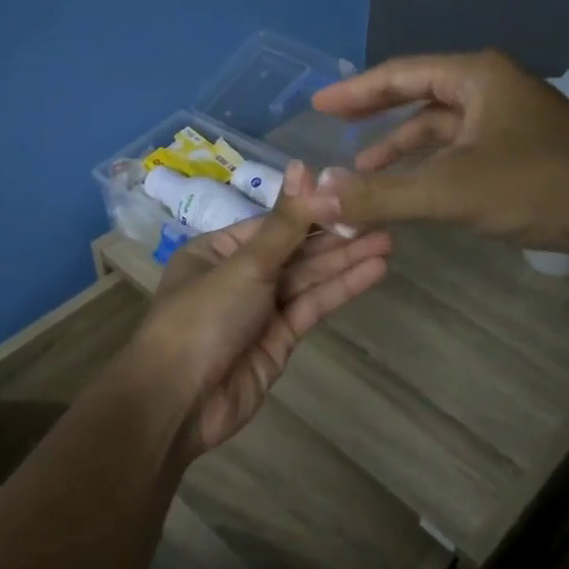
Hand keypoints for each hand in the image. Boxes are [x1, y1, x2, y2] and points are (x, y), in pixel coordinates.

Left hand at [134, 164, 391, 463]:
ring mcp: (260, 309)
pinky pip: (312, 306)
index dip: (312, 210)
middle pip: (294, 250)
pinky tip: (373, 271)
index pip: (273, 223)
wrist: (180, 400)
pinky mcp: (279, 339)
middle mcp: (239, 275)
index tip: (352, 195)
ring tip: (388, 241)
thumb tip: (306, 168)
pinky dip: (341, 289)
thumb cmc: (203, 318)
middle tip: (383, 217)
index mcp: (218, 250)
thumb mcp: (244, 264)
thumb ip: (284, 223)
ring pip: (308, 278)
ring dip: (345, 260)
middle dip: (336, 236)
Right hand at [301, 50, 568, 254]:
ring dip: (402, 147)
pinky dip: (431, 166)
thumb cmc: (541, 187)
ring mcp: (509, 121)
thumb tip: (318, 198)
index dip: (355, 91)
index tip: (317, 105)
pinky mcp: (521, 152)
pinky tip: (413, 187)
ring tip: (364, 170)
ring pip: (441, 127)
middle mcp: (492, 89)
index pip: (400, 74)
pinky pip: (460, 151)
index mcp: (477, 77)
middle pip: (419, 95)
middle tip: (335, 128)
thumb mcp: (452, 190)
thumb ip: (382, 194)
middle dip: (376, 115)